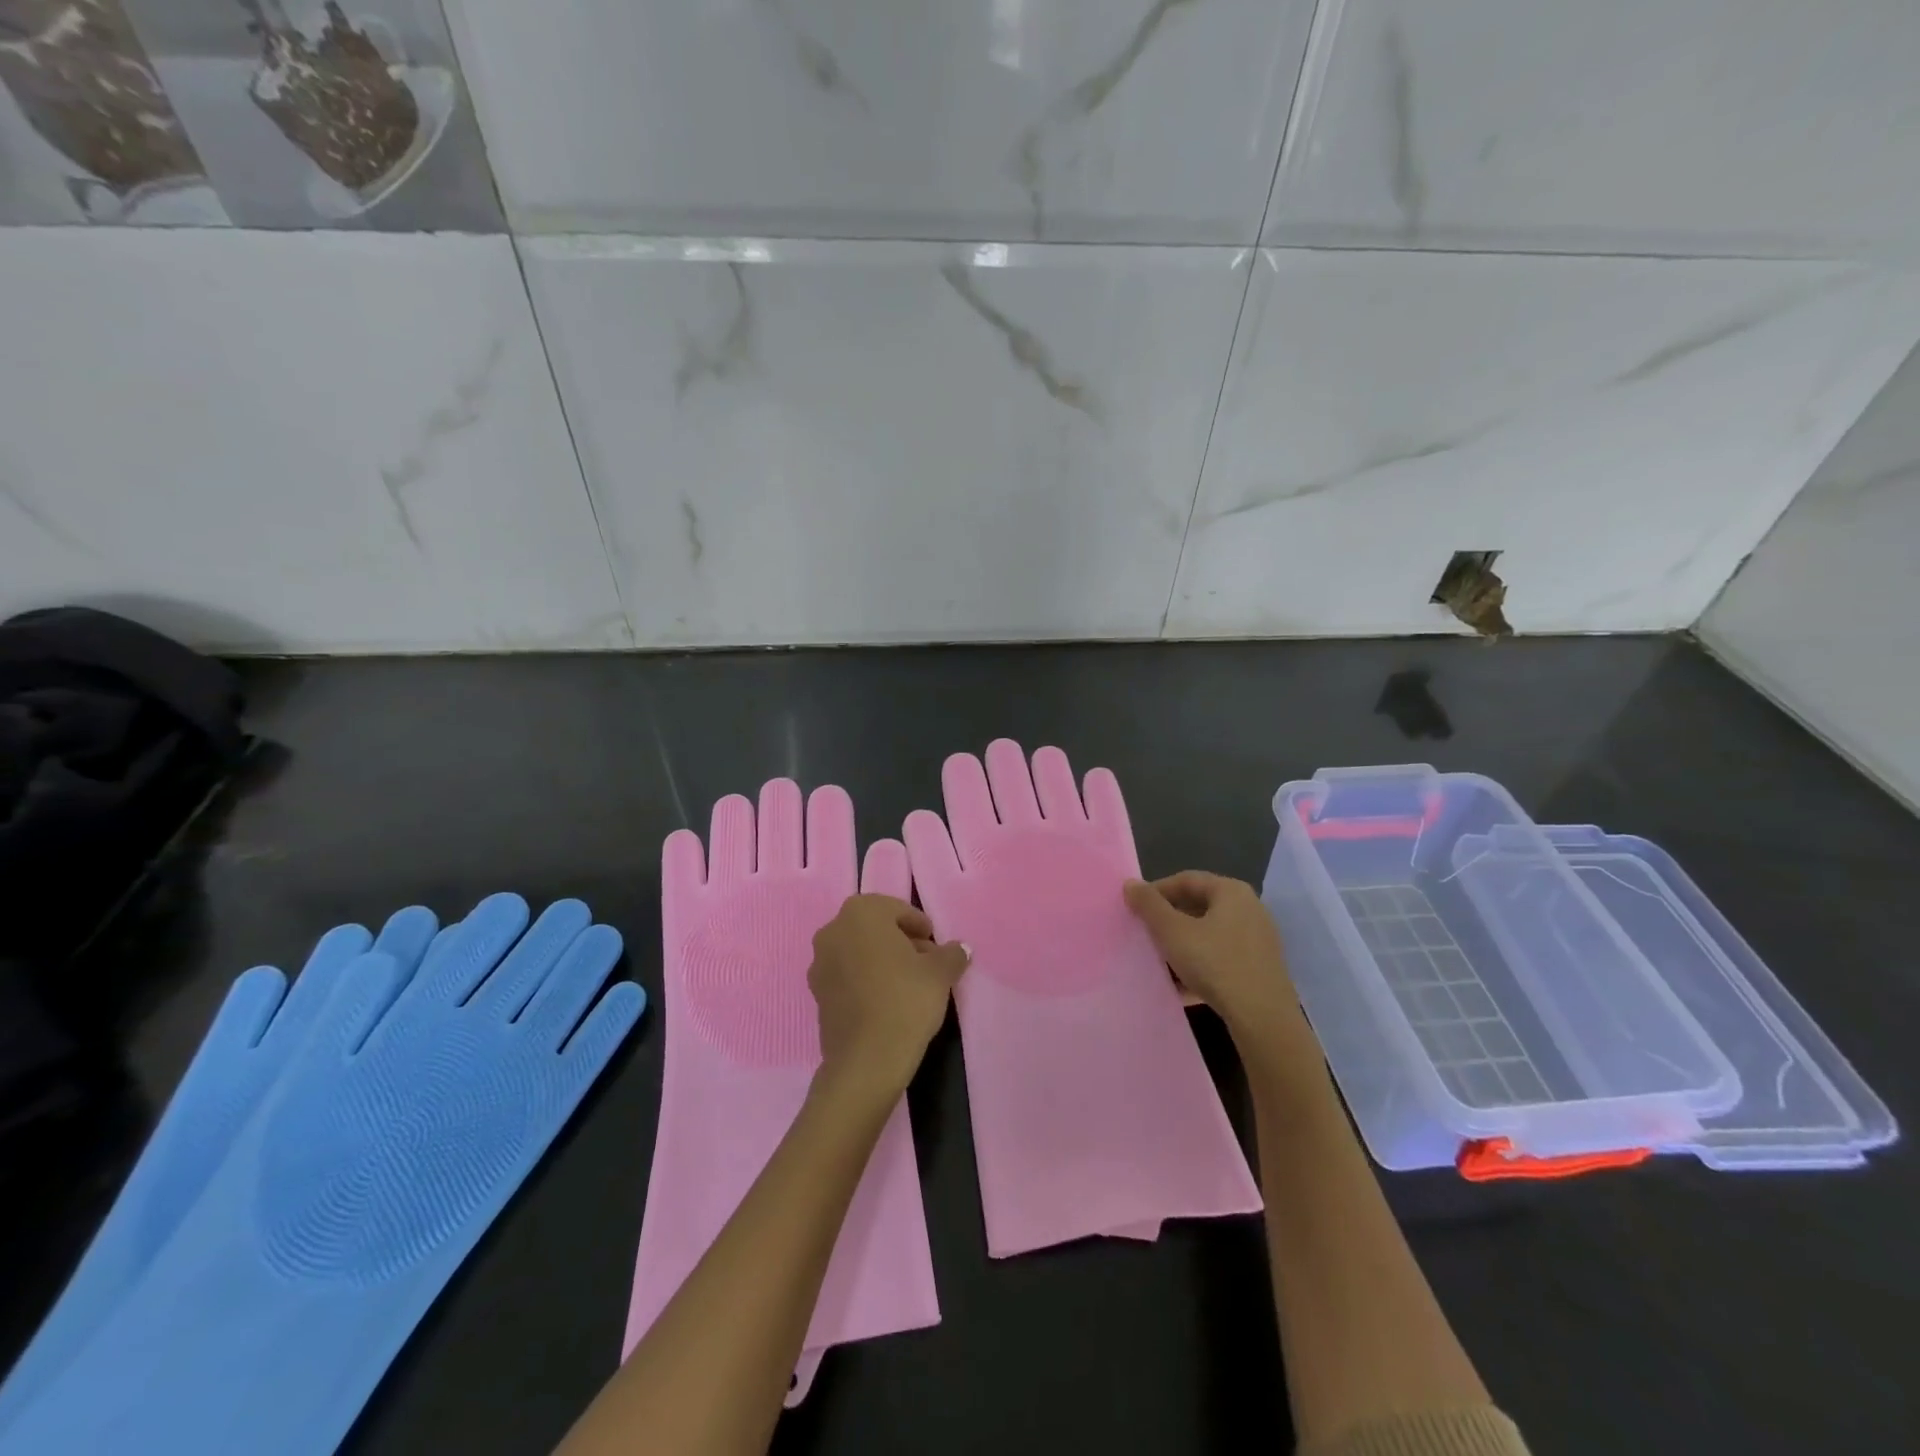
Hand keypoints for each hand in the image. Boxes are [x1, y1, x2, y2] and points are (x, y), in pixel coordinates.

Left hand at [809, 895, 968, 1105]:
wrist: (866, 1059)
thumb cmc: (905, 1000)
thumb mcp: (940, 973)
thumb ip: (951, 954)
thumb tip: (960, 949)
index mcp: (861, 913)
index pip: (897, 910)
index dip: (920, 926)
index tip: (936, 946)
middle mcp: (833, 930)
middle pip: (875, 928)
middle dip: (901, 941)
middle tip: (926, 963)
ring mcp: (820, 962)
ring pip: (859, 951)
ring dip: (882, 960)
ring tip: (910, 984)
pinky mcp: (816, 993)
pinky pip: (847, 975)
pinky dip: (866, 980)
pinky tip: (887, 1001)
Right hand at [1124, 873, 1303, 1040]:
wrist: (1263, 1018)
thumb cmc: (1215, 964)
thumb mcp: (1173, 932)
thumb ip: (1149, 905)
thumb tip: (1130, 883)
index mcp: (1231, 891)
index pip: (1186, 880)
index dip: (1156, 891)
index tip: (1134, 909)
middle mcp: (1250, 908)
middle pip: (1199, 906)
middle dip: (1169, 920)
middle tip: (1145, 933)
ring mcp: (1258, 939)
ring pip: (1209, 933)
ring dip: (1182, 944)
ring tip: (1159, 959)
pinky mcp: (1260, 967)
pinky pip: (1222, 956)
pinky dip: (1200, 963)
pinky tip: (1181, 984)